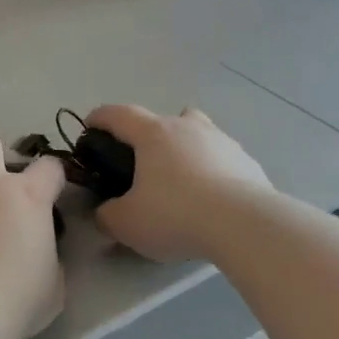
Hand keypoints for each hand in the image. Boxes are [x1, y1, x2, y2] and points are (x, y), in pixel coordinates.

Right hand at [84, 105, 271, 263]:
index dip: (100, 118)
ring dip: (184, 150)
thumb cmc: (176, 214)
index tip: (90, 126)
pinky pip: (221, 160)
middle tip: (140, 164)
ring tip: (179, 182)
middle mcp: (188, 127)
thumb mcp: (127, 223)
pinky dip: (211, 172)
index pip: (118, 114)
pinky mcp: (247, 162)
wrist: (245, 224)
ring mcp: (222, 141)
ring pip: (197, 135)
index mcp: (153, 134)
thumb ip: (108, 215)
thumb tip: (105, 212)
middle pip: (163, 119)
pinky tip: (211, 200)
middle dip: (148, 136)